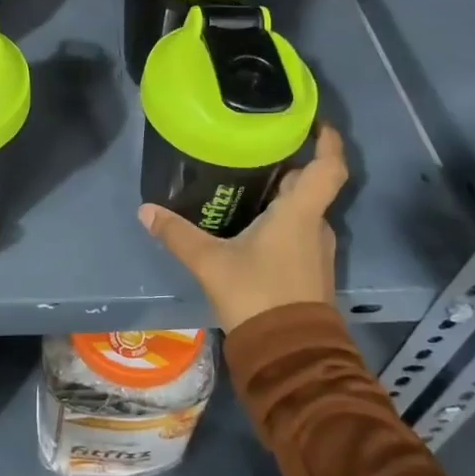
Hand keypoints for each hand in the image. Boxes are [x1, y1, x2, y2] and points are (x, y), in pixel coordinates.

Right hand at [138, 122, 347, 332]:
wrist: (289, 355)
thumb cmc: (257, 295)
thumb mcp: (210, 262)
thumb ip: (178, 234)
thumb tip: (145, 210)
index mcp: (300, 212)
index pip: (329, 166)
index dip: (327, 139)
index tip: (313, 120)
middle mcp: (315, 225)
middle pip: (310, 184)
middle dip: (288, 165)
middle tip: (255, 148)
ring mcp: (316, 250)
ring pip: (303, 210)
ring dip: (283, 195)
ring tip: (247, 182)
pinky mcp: (310, 271)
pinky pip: (298, 232)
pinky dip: (281, 221)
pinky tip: (251, 224)